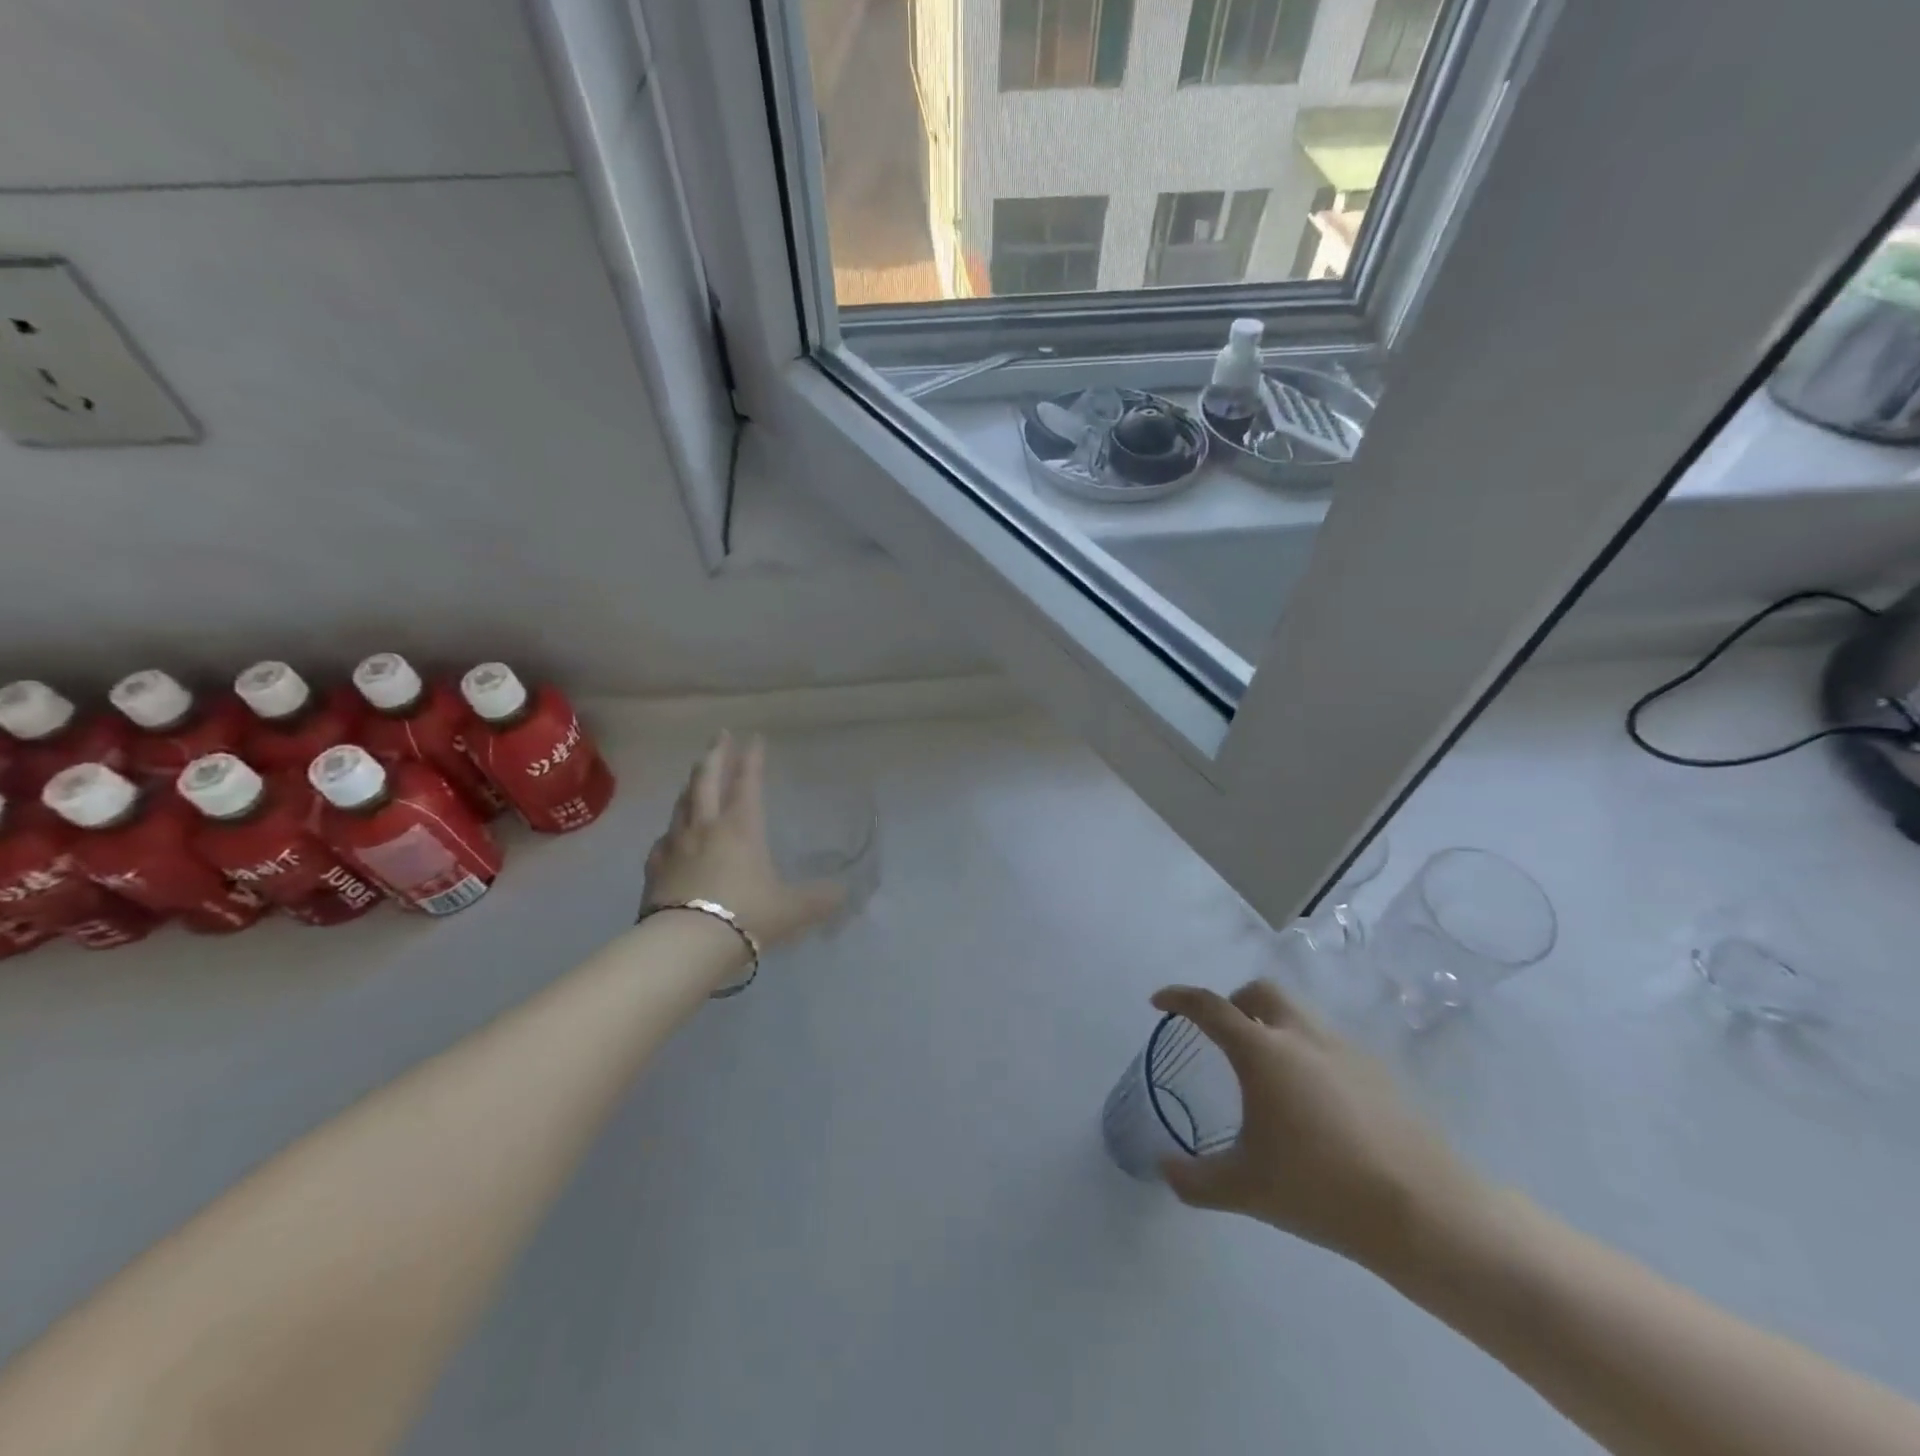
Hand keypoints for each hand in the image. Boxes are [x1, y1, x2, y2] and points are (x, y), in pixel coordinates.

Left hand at [643, 733, 844, 950]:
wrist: (686, 945)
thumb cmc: (746, 916)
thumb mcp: (794, 909)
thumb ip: (820, 898)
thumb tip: (844, 892)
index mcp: (741, 827)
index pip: (747, 782)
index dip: (752, 758)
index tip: (754, 737)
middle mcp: (706, 827)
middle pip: (706, 780)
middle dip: (715, 755)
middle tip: (720, 736)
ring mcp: (675, 846)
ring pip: (682, 804)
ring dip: (691, 785)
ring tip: (695, 776)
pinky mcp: (654, 869)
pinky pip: (664, 838)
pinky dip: (672, 828)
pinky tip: (671, 834)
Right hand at [1151, 981, 1488, 1275]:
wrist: (1423, 1212)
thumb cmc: (1320, 1189)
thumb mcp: (1245, 1189)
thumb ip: (1194, 1179)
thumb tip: (1163, 1168)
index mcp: (1262, 1052)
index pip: (1209, 1007)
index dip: (1179, 998)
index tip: (1158, 1001)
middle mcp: (1301, 1036)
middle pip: (1261, 993)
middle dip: (1234, 1004)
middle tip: (1223, 1038)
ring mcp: (1345, 1050)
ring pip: (1298, 1016)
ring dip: (1273, 1027)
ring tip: (1269, 1077)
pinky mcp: (1378, 1073)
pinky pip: (1329, 1045)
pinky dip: (1308, 1055)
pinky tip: (1314, 1106)